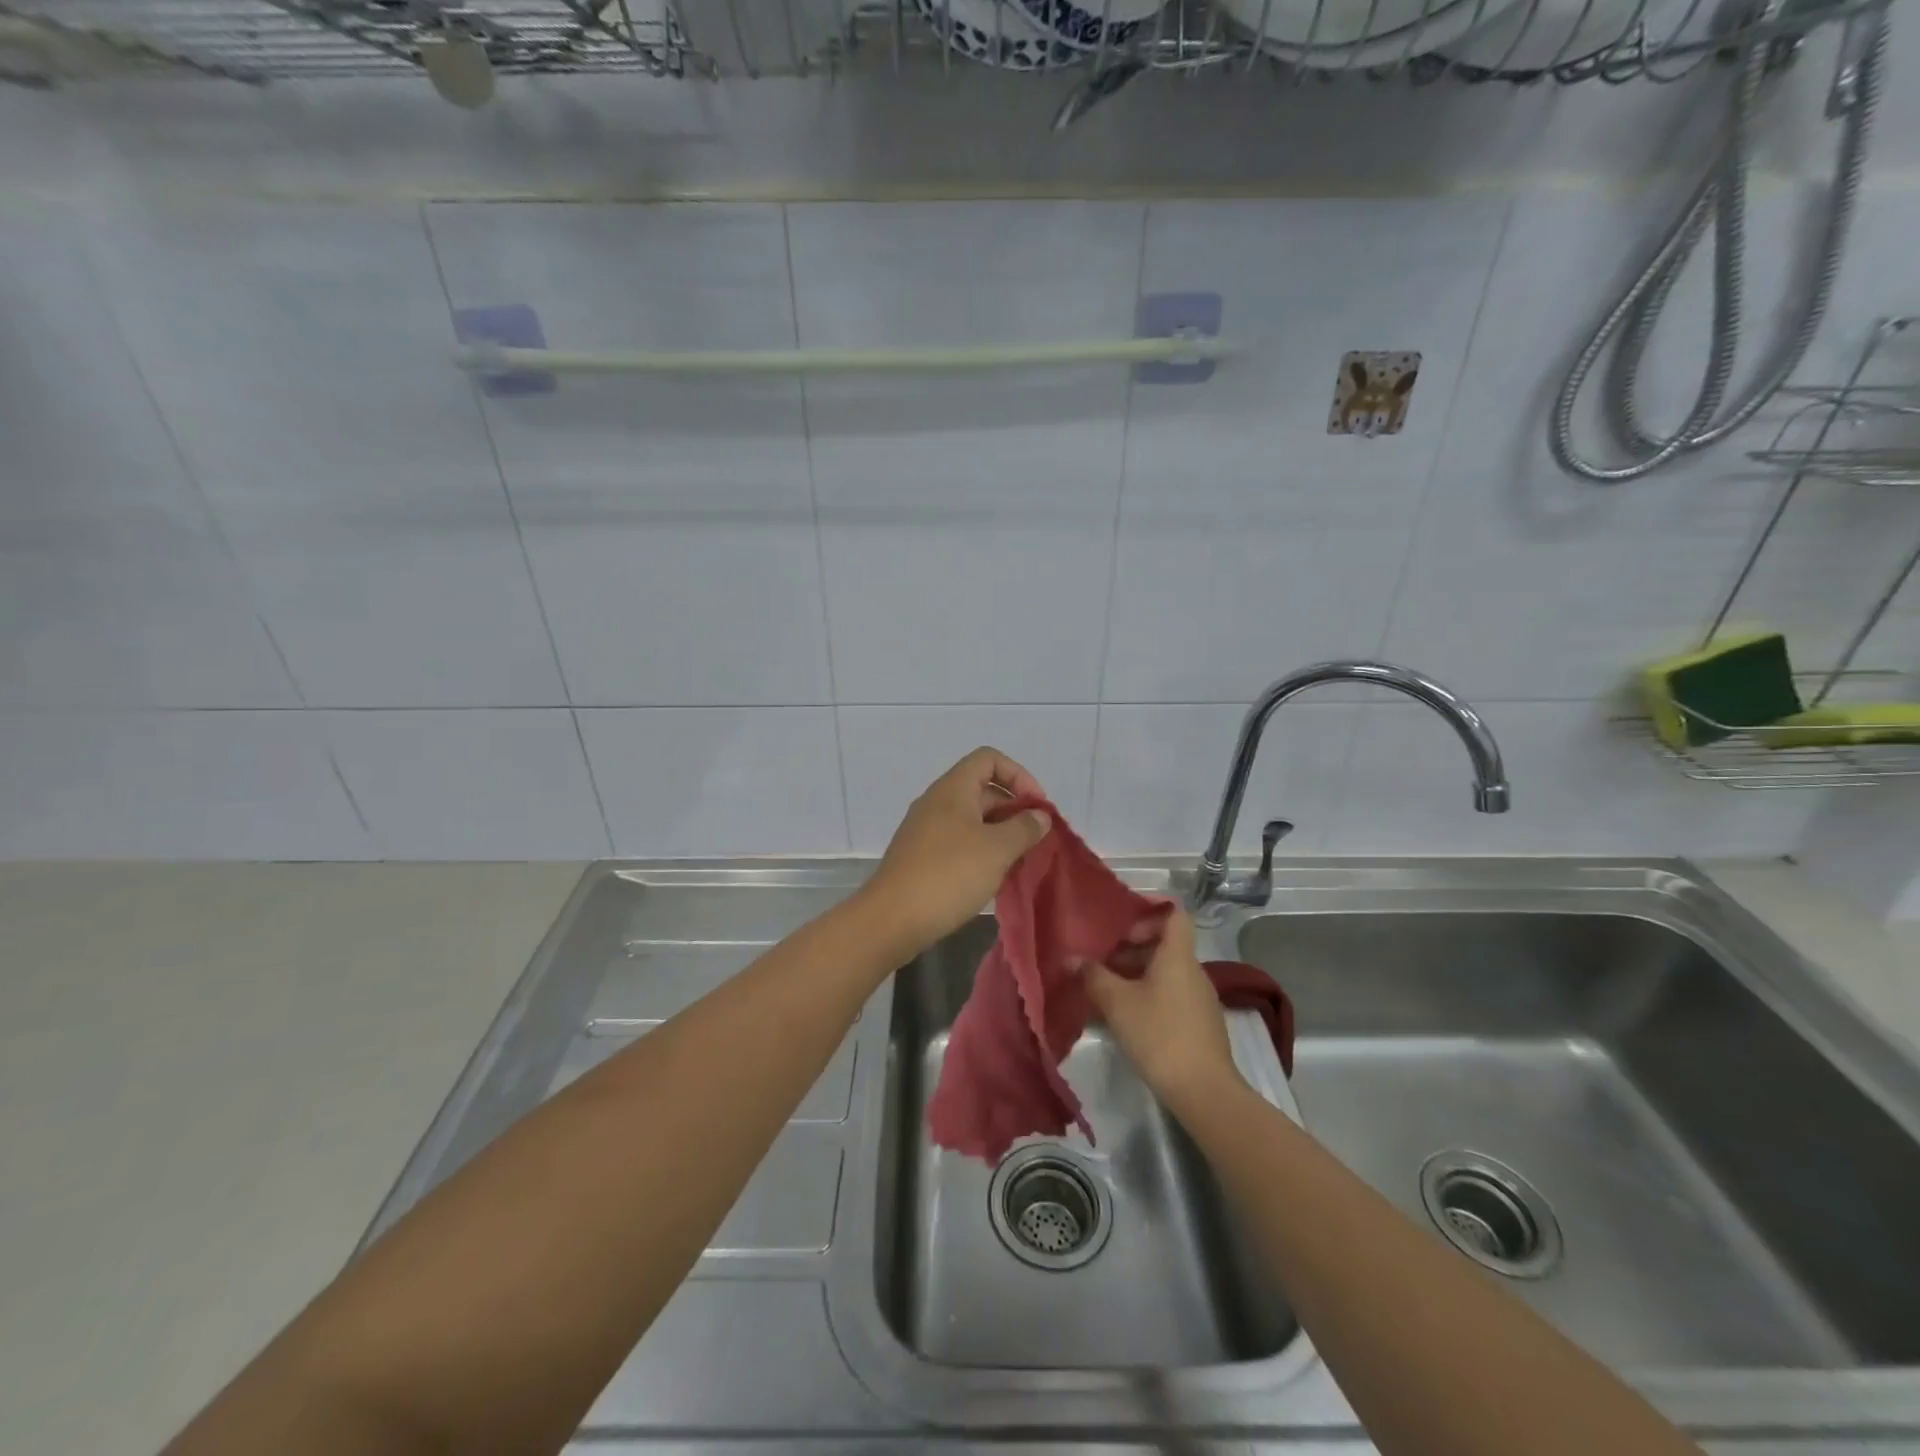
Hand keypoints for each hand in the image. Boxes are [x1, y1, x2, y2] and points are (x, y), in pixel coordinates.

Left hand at [860, 747, 1051, 955]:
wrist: (892, 919)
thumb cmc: (949, 875)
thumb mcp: (997, 849)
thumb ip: (1024, 828)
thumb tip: (1040, 816)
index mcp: (953, 789)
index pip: (989, 759)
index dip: (1019, 775)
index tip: (1037, 808)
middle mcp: (937, 802)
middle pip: (983, 789)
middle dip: (1014, 810)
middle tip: (1036, 841)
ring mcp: (926, 830)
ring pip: (972, 820)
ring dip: (1000, 834)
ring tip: (1020, 862)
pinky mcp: (922, 857)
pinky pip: (959, 842)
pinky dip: (982, 852)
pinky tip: (994, 878)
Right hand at [1082, 908, 1241, 1113]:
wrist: (1204, 1091)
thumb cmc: (1159, 1034)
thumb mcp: (1118, 1003)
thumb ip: (1094, 976)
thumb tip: (1072, 959)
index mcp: (1178, 956)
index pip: (1174, 914)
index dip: (1150, 909)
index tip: (1121, 921)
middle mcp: (1193, 971)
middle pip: (1165, 944)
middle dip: (1132, 948)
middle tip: (1102, 958)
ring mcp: (1199, 998)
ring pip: (1166, 972)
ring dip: (1137, 973)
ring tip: (1107, 988)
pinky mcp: (1200, 1023)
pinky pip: (1172, 994)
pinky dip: (1149, 994)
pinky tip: (1127, 1016)